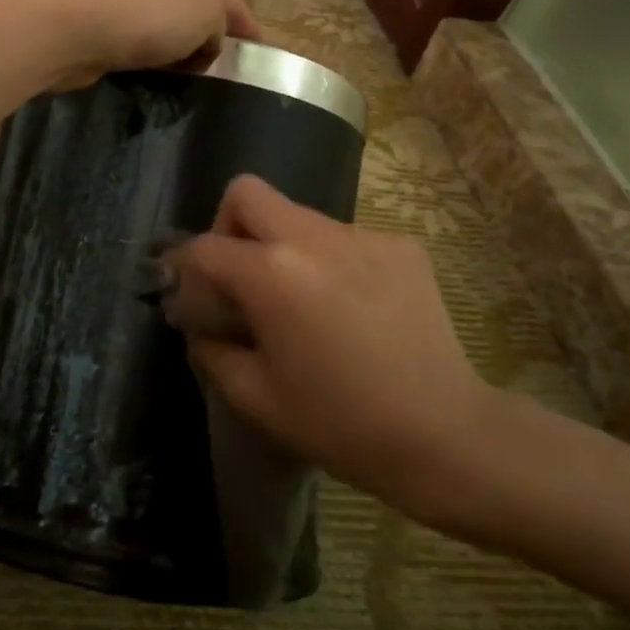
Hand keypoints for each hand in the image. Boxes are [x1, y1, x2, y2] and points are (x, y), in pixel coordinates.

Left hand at [25, 0, 260, 90]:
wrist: (78, 28)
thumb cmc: (152, 18)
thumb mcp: (208, 13)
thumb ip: (222, 25)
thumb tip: (209, 44)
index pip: (233, 5)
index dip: (249, 32)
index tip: (259, 61)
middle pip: (199, 17)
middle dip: (213, 45)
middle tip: (224, 83)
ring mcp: (131, 8)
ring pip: (169, 36)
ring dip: (181, 57)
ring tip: (191, 89)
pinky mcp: (106, 34)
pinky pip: (142, 51)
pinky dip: (154, 66)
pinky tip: (155, 84)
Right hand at [161, 176, 506, 529]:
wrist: (445, 435)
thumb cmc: (340, 423)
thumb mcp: (255, 397)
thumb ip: (211, 350)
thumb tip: (199, 325)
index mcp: (271, 274)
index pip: (203, 248)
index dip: (184, 271)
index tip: (191, 300)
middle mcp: (313, 237)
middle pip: (247, 194)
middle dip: (228, 228)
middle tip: (240, 279)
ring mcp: (363, 236)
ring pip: (297, 216)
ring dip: (282, 247)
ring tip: (302, 303)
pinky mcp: (401, 246)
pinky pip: (343, 238)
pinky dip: (329, 261)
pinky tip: (350, 308)